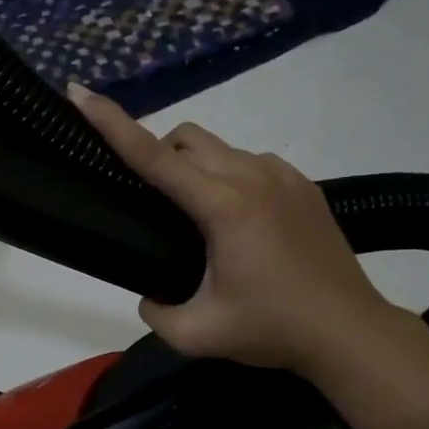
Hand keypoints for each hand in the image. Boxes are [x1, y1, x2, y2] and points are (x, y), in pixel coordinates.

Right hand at [68, 83, 397, 375]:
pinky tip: (239, 222)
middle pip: (187, 138)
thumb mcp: (198, 335)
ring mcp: (282, 176)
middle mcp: (252, 176)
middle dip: (159, 153)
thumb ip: (156, 313)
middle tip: (152, 201)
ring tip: (199, 220)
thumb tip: (150, 296)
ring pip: (220, 149)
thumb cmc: (273, 330)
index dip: (112, 123)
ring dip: (196, 168)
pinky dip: (229, 178)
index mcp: (223, 206)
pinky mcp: (303, 185)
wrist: (348, 331)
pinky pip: (250, 163)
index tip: (80, 93)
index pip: (154, 157)